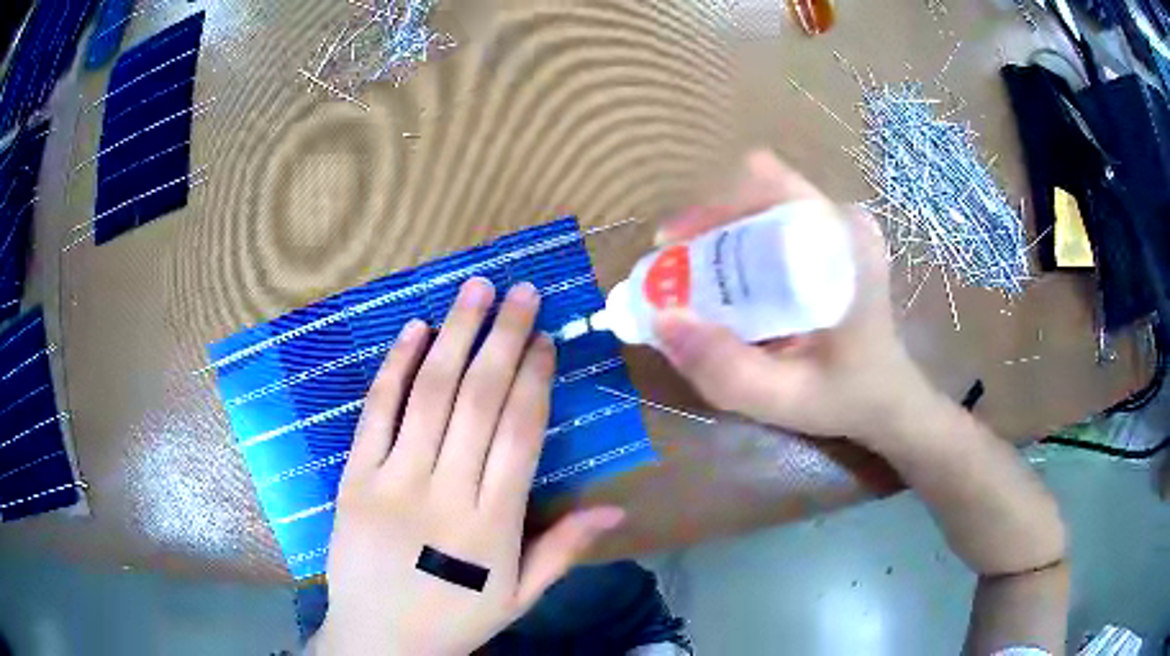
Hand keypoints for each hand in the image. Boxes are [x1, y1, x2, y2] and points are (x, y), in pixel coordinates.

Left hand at [313, 278, 624, 655]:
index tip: (545, 335)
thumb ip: (565, 549)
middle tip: (521, 290)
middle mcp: (446, 492)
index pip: (520, 431)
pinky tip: (414, 330)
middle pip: (480, 399)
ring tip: (476, 290)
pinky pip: (376, 413)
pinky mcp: (354, 478)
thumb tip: (617, 508)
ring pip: (430, 394)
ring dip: (456, 335)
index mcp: (494, 524)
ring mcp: (393, 481)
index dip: (534, 376)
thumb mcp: (519, 595)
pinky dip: (395, 368)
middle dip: (504, 337)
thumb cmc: (455, 619)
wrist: (379, 640)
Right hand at [653, 150, 941, 445]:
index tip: (677, 247)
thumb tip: (662, 318)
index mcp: (844, 244)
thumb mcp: (784, 398)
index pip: (768, 186)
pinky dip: (739, 247)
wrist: (888, 401)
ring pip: (761, 205)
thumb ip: (726, 369)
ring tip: (694, 282)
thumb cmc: (845, 398)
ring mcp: (840, 227)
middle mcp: (842, 221)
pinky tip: (729, 287)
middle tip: (674, 272)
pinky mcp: (833, 240)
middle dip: (707, 226)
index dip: (713, 209)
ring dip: (719, 236)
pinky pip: (773, 224)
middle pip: (757, 192)